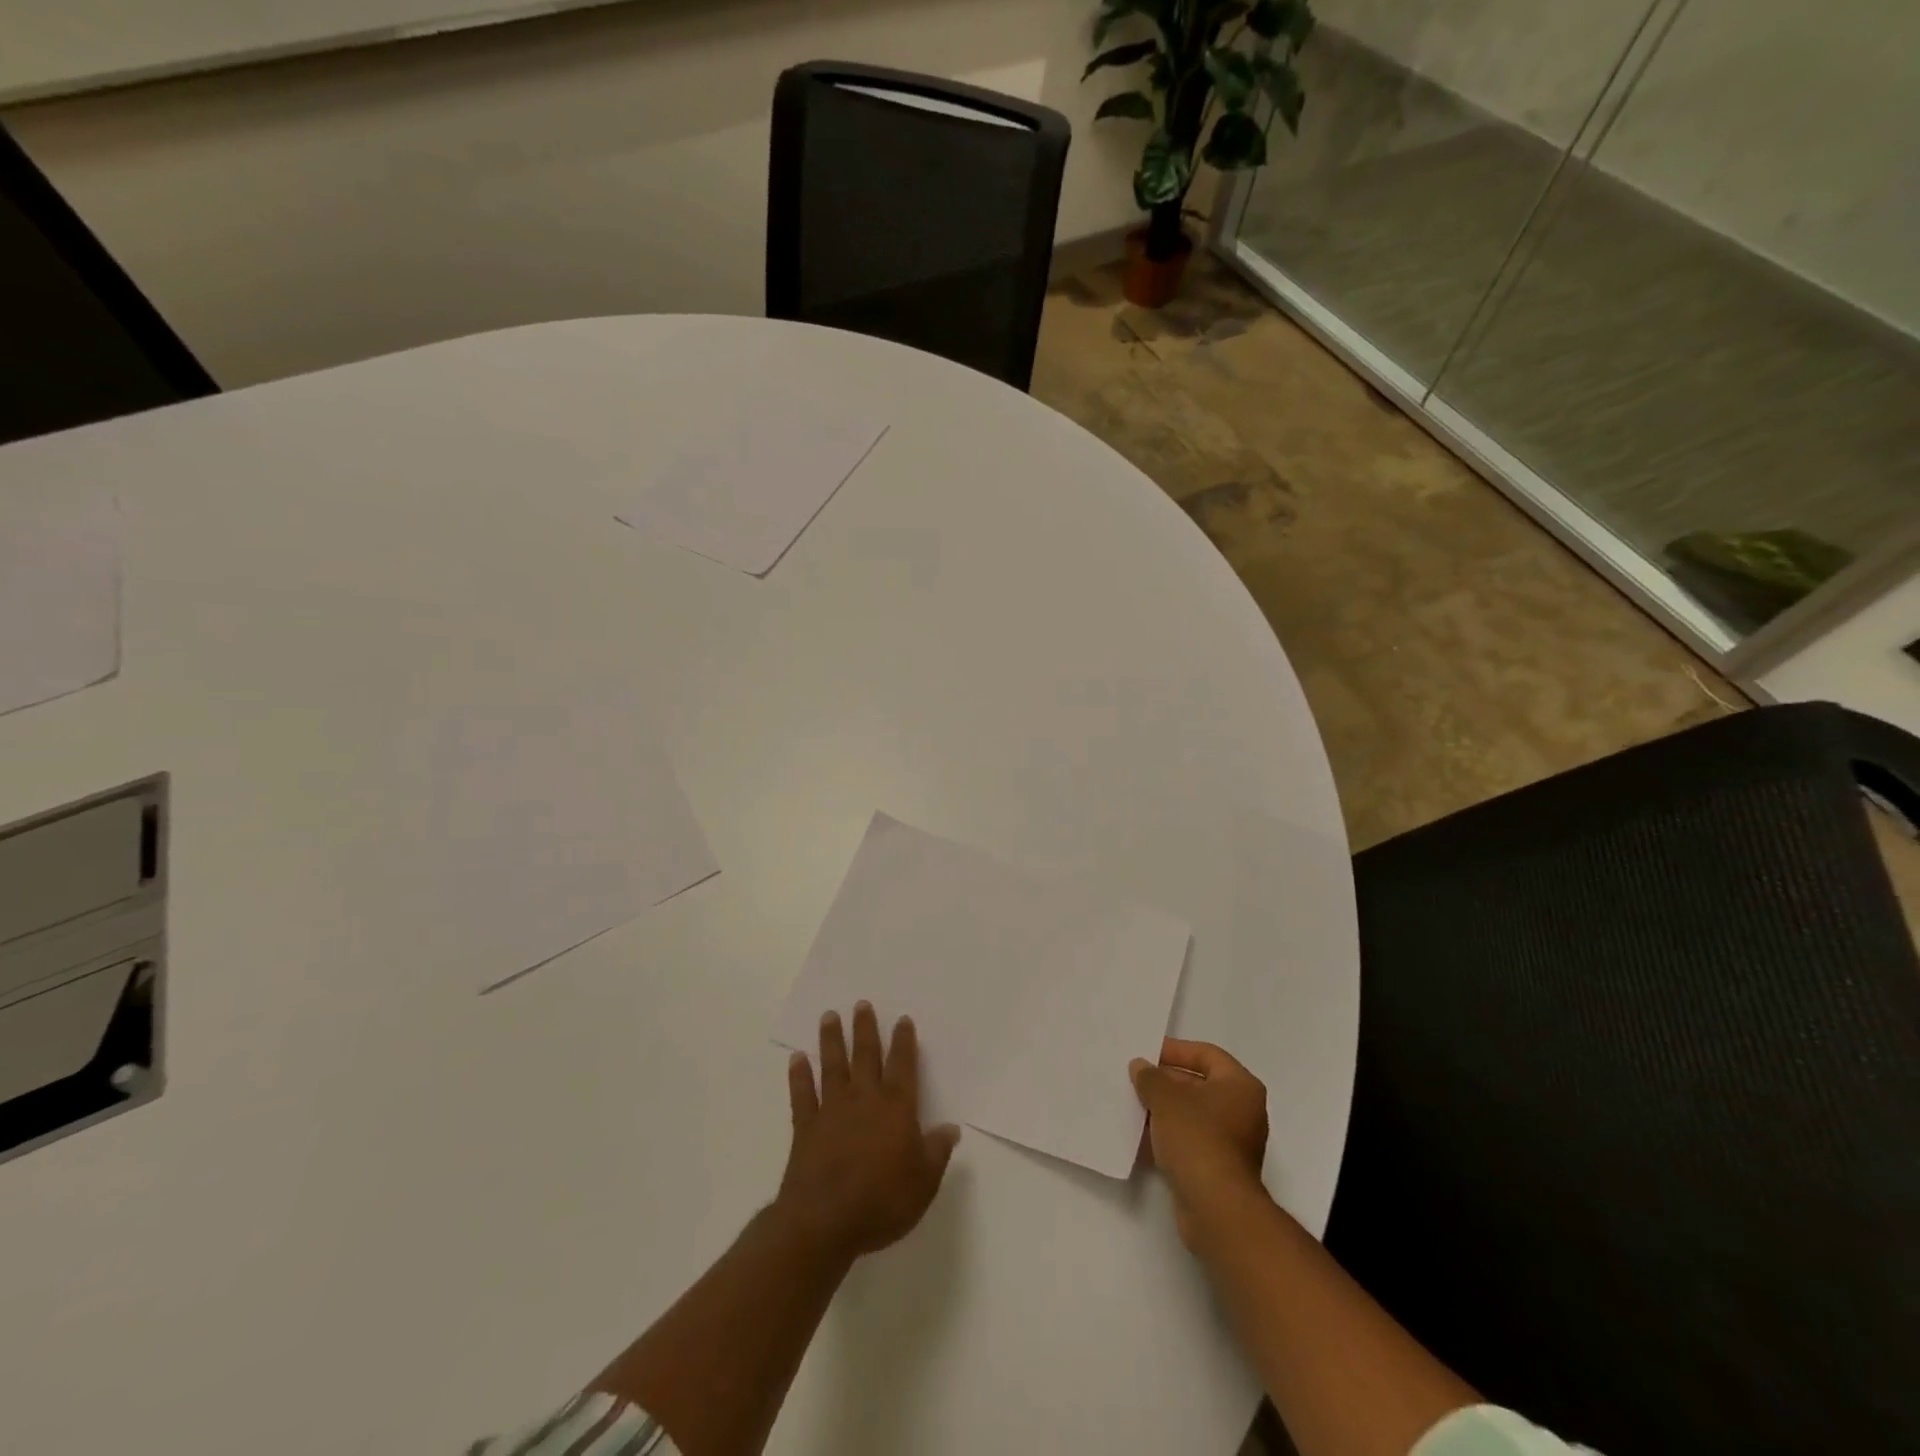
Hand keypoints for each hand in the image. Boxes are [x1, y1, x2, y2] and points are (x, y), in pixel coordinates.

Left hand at [777, 1003, 959, 1262]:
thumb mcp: (924, 1182)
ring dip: (831, 1040)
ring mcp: (832, 1110)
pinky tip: (796, 1058)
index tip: (902, 1019)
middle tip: (861, 1004)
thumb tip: (951, 1128)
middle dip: (865, 1029)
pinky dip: (799, 1076)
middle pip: (865, 1056)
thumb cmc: (882, 1201)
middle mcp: (864, 1099)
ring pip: (833, 1066)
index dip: (904, 1042)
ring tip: (829, 1016)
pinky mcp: (806, 1127)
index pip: (903, 1066)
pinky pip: (802, 1095)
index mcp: (896, 1109)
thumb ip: (937, 1151)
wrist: (825, 1222)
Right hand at [1130, 1038, 1268, 1248]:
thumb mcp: (1166, 1098)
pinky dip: (1168, 1136)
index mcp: (1240, 1086)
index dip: (1175, 1050)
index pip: (1207, 1054)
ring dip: (1163, 1110)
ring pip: (1192, 1115)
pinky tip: (1140, 1137)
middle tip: (1134, 1079)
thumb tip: (1140, 1067)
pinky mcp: (1219, 1169)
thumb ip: (1150, 1077)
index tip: (1146, 1053)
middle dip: (1165, 1082)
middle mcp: (1243, 1111)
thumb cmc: (1197, 1139)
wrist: (1216, 1209)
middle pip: (1199, 1084)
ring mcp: (1233, 1143)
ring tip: (1132, 1105)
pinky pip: (1190, 1141)